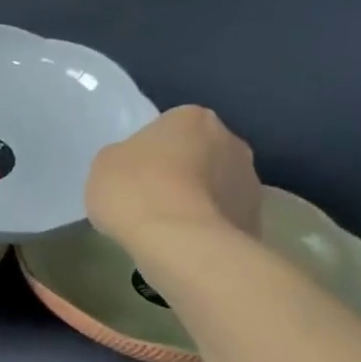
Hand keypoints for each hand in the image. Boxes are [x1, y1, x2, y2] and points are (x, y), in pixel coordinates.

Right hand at [85, 106, 260, 251]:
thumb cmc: (135, 190)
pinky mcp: (255, 217)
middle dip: (181, 172)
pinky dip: (207, 226)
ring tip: (168, 227)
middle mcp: (230, 140)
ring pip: (216, 185)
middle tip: (151, 198)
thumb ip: (123, 157)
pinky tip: (184, 242)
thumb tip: (137, 165)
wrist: (179, 240)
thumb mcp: (105, 164)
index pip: (169, 128)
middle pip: (199, 153)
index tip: (134, 174)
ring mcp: (250, 179)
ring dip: (198, 199)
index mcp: (192, 118)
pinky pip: (224, 217)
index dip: (150, 152)